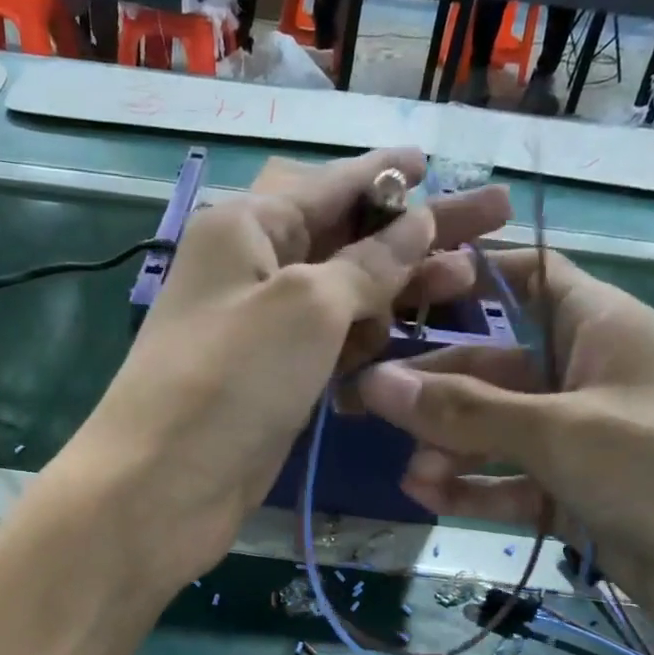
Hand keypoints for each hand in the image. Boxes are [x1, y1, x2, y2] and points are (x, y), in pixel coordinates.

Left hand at [62, 149, 510, 590]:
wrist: (161, 490)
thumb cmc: (230, 381)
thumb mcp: (306, 306)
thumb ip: (368, 264)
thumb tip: (416, 222)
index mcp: (245, 227)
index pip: (329, 186)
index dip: (387, 175)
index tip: (439, 164)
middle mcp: (250, 272)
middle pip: (345, 240)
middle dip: (415, 232)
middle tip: (492, 222)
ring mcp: (261, 334)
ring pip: (343, 298)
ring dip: (399, 291)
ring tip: (468, 284)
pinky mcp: (272, 386)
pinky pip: (329, 350)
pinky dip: (366, 344)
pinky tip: (411, 341)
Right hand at [356, 250, 653, 654]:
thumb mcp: (562, 431)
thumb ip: (465, 412)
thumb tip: (375, 383)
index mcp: (599, 327)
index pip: (530, 277)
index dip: (472, 277)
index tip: (402, 292)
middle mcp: (583, 377)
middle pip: (493, 367)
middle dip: (434, 387)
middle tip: (364, 406)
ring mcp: (578, 442)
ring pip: (494, 432)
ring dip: (449, 449)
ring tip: (414, 476)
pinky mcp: (573, 497)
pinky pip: (509, 483)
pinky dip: (472, 489)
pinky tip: (431, 497)